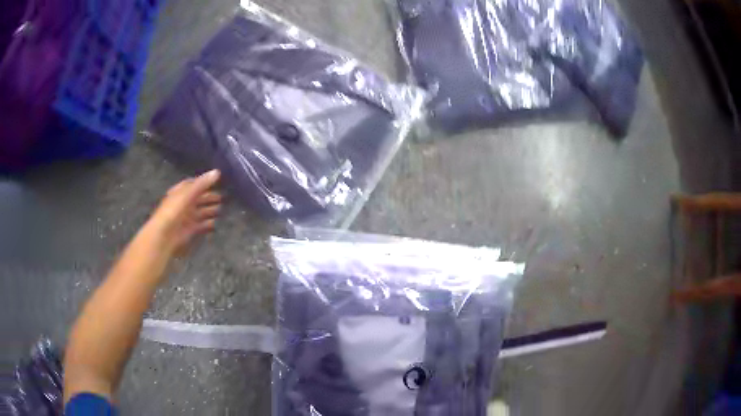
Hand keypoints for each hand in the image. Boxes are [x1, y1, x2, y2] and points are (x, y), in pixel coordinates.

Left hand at [149, 170, 221, 254]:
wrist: (164, 236)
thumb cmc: (173, 211)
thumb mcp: (188, 194)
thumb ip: (202, 184)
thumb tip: (217, 172)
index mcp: (180, 192)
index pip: (192, 184)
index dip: (203, 182)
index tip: (216, 181)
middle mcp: (183, 204)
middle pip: (198, 199)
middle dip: (209, 197)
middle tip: (222, 197)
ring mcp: (187, 218)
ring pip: (201, 212)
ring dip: (211, 210)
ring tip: (222, 209)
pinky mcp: (190, 230)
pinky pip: (202, 225)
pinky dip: (209, 224)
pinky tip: (216, 223)